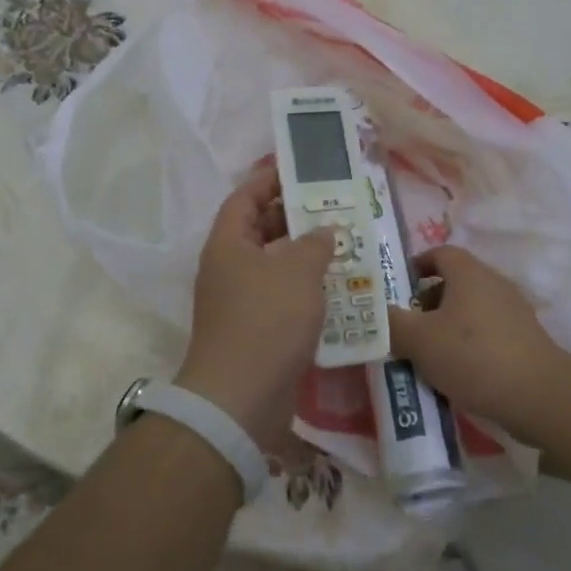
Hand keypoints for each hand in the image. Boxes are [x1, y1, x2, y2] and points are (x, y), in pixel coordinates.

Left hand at [179, 165, 336, 447]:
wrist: (241, 398)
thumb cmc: (267, 320)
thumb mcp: (298, 271)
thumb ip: (314, 243)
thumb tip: (322, 231)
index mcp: (228, 244)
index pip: (244, 198)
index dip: (268, 180)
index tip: (299, 171)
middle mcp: (229, 267)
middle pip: (259, 230)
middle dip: (294, 218)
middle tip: (332, 208)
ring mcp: (240, 301)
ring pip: (274, 265)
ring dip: (304, 255)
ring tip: (342, 244)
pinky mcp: (255, 330)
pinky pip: (281, 296)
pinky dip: (305, 288)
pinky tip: (336, 288)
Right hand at [385, 245, 570, 445]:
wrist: (540, 397)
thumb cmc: (474, 356)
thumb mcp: (419, 340)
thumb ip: (390, 323)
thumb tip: (371, 313)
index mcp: (469, 273)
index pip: (439, 253)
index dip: (415, 267)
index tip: (397, 291)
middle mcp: (493, 284)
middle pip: (453, 282)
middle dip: (426, 303)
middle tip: (406, 328)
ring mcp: (513, 312)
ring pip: (469, 310)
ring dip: (446, 327)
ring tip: (427, 356)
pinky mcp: (524, 341)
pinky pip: (486, 333)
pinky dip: (467, 346)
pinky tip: (457, 374)